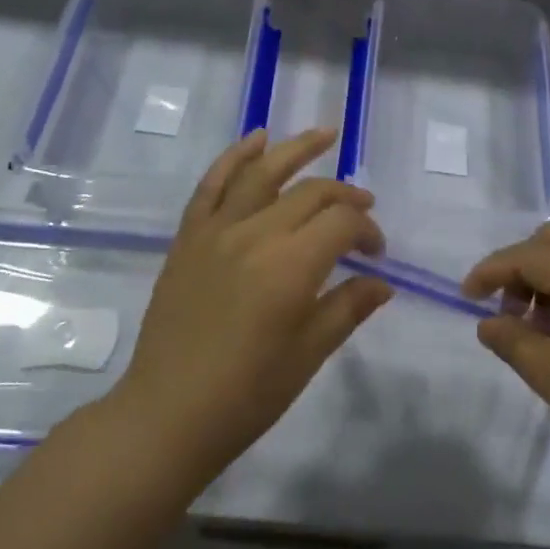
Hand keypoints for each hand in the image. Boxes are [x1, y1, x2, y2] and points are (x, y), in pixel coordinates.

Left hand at [110, 128, 391, 483]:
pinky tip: (256, 139)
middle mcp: (255, 236)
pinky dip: (235, 157)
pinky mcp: (189, 237)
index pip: (342, 223)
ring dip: (296, 149)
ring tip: (324, 134)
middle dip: (345, 196)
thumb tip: (382, 282)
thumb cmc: (247, 395)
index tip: (376, 254)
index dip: (368, 230)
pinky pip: (212, 185)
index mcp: (290, 268)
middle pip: (310, 194)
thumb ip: (347, 308)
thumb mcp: (308, 355)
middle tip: (363, 209)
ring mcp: (217, 232)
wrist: (167, 414)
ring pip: (262, 173)